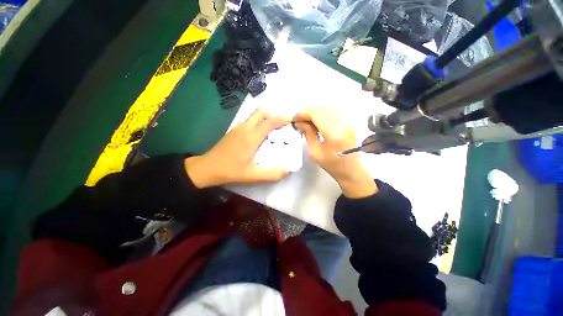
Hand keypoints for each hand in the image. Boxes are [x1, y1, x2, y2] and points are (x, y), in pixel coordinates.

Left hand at [185, 109, 291, 187]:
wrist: (207, 168)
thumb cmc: (230, 171)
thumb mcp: (252, 175)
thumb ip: (271, 174)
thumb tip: (287, 171)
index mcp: (251, 137)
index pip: (269, 123)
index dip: (281, 119)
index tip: (291, 119)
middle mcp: (244, 128)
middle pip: (260, 112)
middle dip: (272, 115)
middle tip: (279, 125)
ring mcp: (237, 128)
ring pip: (253, 115)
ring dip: (264, 118)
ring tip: (270, 130)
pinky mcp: (233, 131)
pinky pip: (248, 121)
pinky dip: (256, 122)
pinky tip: (257, 135)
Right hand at [294, 107, 376, 197]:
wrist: (352, 170)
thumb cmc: (333, 165)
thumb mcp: (315, 152)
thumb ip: (308, 134)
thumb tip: (300, 123)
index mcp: (334, 134)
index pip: (316, 113)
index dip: (303, 113)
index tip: (295, 118)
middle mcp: (344, 124)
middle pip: (322, 107)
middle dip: (308, 111)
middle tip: (301, 120)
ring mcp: (350, 122)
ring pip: (329, 107)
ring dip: (316, 111)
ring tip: (309, 121)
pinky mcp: (351, 122)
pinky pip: (335, 111)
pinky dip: (324, 113)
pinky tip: (319, 121)